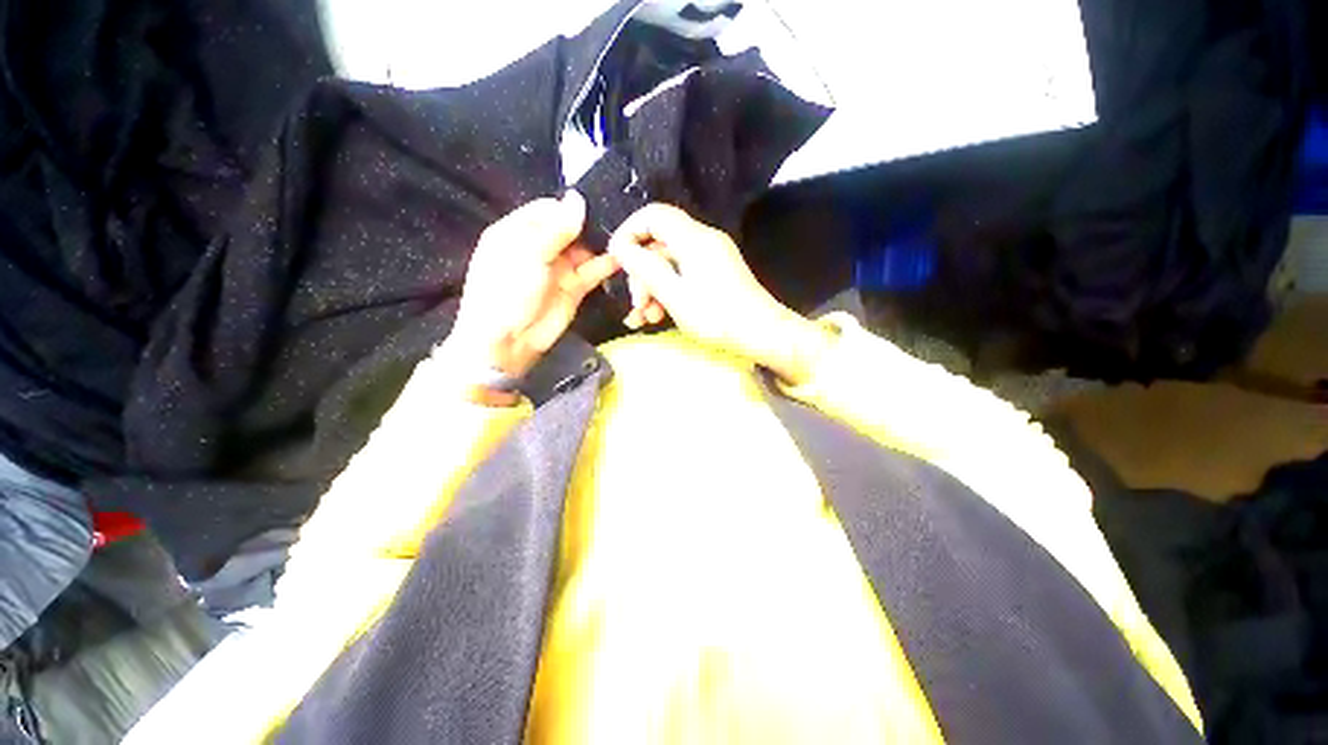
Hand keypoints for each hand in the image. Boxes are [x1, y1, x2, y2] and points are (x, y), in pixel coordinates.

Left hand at [446, 192, 620, 380]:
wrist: (509, 341)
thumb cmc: (508, 291)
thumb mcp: (529, 254)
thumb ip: (556, 228)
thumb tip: (578, 198)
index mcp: (518, 231)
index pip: (549, 209)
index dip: (571, 207)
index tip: (597, 205)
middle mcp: (540, 246)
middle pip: (570, 228)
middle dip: (591, 225)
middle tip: (619, 219)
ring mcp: (558, 268)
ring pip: (584, 249)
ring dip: (601, 245)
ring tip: (626, 237)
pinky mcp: (575, 288)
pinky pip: (593, 271)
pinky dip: (606, 265)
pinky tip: (623, 258)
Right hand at [606, 203, 834, 385]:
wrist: (763, 334)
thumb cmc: (718, 317)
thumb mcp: (676, 296)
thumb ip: (646, 269)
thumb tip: (621, 247)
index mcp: (694, 239)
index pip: (653, 215)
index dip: (629, 231)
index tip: (616, 259)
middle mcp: (703, 241)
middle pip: (659, 244)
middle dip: (642, 273)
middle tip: (637, 304)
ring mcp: (711, 258)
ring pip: (669, 263)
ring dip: (653, 288)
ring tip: (646, 318)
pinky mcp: (715, 273)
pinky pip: (683, 274)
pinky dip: (669, 292)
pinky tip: (659, 316)